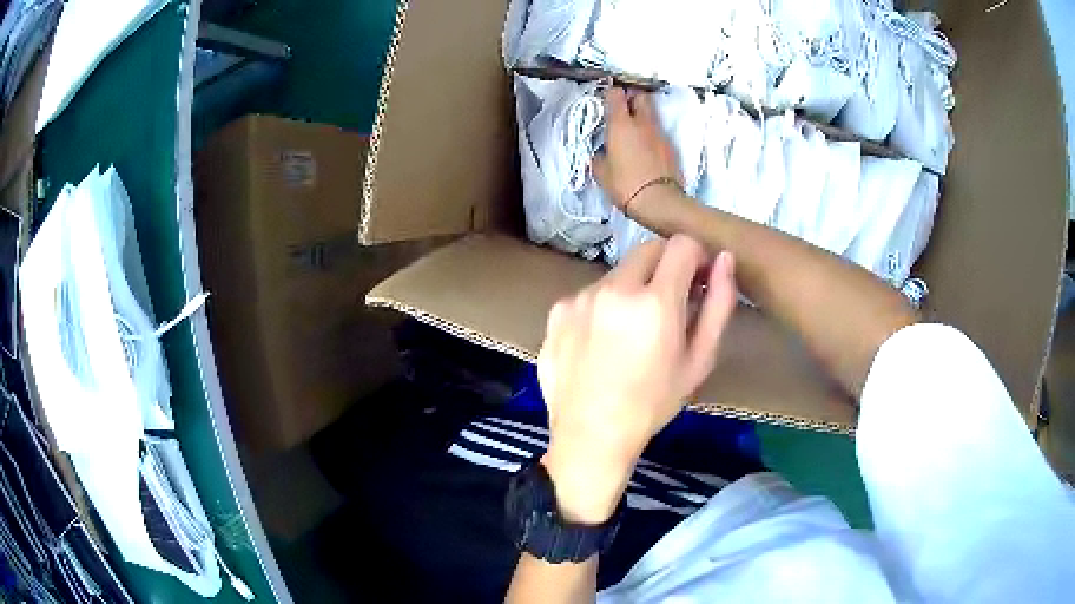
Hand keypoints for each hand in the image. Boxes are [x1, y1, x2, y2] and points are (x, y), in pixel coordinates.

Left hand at [538, 236, 736, 523]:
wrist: (591, 436)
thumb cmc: (653, 403)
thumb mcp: (699, 360)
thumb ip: (718, 304)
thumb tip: (724, 259)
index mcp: (655, 302)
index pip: (682, 244)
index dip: (696, 258)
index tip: (697, 282)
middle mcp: (613, 288)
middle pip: (648, 250)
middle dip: (665, 268)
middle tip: (667, 307)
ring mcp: (580, 297)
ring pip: (618, 273)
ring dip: (632, 289)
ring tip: (630, 334)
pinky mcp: (557, 309)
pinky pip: (590, 293)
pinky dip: (602, 306)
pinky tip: (600, 343)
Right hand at [593, 88, 682, 209]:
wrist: (659, 202)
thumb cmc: (625, 185)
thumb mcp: (601, 173)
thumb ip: (599, 157)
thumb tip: (600, 154)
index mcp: (621, 124)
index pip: (616, 94)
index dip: (610, 95)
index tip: (605, 102)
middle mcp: (643, 123)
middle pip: (640, 96)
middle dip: (632, 98)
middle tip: (623, 110)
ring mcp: (660, 134)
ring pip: (651, 115)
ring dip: (642, 118)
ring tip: (633, 133)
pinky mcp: (671, 147)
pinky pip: (659, 133)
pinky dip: (651, 136)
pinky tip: (645, 151)